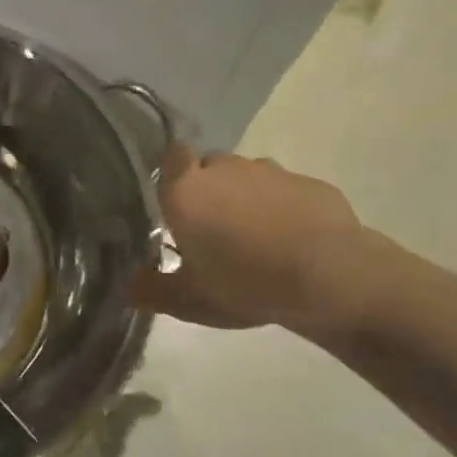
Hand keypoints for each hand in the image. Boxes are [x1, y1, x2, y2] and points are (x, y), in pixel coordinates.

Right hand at [132, 149, 375, 341]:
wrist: (328, 276)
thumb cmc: (244, 283)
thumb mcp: (190, 300)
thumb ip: (152, 290)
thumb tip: (127, 287)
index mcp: (187, 191)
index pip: (169, 156)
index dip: (170, 171)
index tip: (173, 198)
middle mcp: (224, 169)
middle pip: (207, 166)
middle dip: (207, 188)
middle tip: (211, 227)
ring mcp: (270, 172)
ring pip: (247, 176)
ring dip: (244, 196)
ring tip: (253, 236)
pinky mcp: (308, 182)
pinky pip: (284, 190)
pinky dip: (281, 207)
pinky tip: (290, 239)